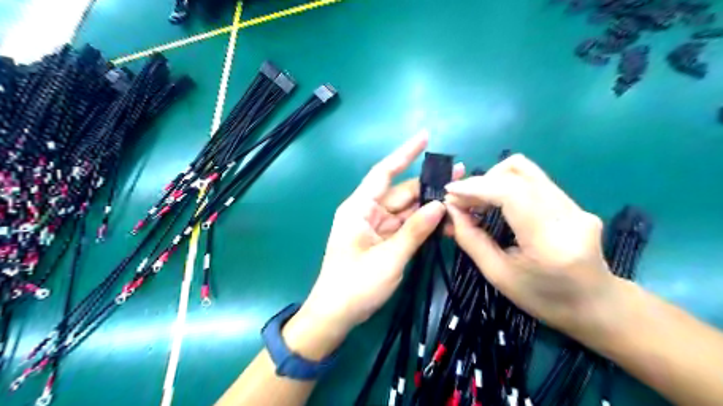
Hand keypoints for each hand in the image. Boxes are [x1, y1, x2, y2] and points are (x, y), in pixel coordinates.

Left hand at [288, 134, 461, 357]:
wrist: (336, 315)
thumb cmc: (356, 285)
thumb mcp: (389, 258)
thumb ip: (415, 231)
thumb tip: (440, 205)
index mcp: (360, 208)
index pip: (384, 172)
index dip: (404, 153)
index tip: (425, 136)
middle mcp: (368, 212)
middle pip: (402, 193)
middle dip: (429, 187)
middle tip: (460, 179)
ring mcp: (376, 227)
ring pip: (407, 210)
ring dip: (429, 208)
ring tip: (458, 202)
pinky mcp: (383, 240)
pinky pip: (406, 226)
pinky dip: (423, 225)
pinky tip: (444, 224)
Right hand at [447, 154, 614, 336]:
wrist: (597, 305)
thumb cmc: (544, 299)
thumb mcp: (499, 275)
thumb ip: (471, 239)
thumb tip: (452, 210)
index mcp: (550, 241)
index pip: (512, 193)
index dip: (477, 187)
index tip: (450, 192)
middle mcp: (568, 214)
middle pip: (519, 173)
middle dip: (481, 182)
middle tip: (460, 200)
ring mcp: (575, 205)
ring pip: (526, 170)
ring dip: (493, 180)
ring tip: (476, 201)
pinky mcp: (574, 202)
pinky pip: (533, 181)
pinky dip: (506, 186)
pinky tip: (495, 203)